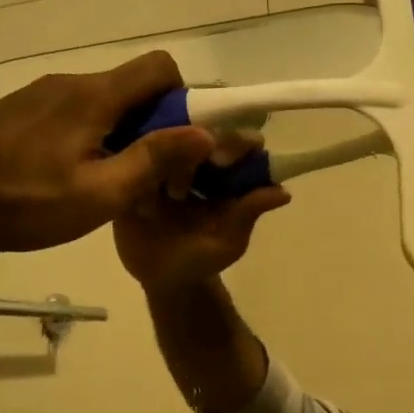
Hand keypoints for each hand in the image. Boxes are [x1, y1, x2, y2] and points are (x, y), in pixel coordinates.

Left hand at [0, 51, 214, 260]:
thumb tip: (204, 133)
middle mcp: (67, 82)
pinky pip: (66, 109)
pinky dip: (83, 132)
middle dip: (150, 122)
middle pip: (129, 86)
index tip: (176, 141)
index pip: (158, 67)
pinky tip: (63, 172)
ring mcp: (36, 93)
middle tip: (144, 171)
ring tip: (103, 177)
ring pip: (97, 100)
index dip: (180, 98)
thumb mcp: (101, 195)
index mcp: (93, 97)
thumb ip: (153, 160)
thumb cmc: (29, 206)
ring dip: (115, 129)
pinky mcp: (16, 109)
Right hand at [113, 135, 291, 293]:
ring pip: (162, 139)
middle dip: (196, 136)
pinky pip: (129, 157)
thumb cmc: (201, 259)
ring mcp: (160, 163)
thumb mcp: (229, 241)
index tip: (227, 152)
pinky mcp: (131, 173)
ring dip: (163, 142)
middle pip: (196, 133)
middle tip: (193, 149)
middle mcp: (192, 159)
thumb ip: (248, 214)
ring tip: (162, 161)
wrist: (161, 279)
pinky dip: (132, 152)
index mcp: (222, 172)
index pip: (232, 145)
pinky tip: (130, 157)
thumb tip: (283, 193)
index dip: (234, 143)